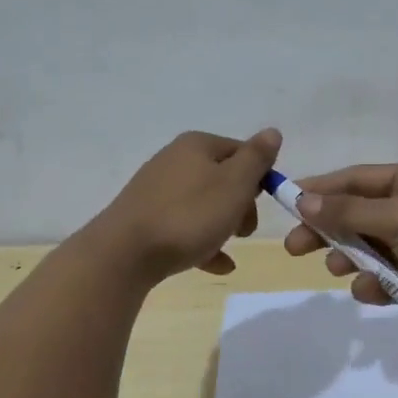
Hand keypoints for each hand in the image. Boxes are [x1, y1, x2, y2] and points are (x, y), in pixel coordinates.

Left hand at [91, 129, 280, 283]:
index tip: (264, 204)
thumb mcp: (234, 184)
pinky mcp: (146, 219)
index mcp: (197, 145)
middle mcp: (174, 160)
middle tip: (244, 230)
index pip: (241, 152)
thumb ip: (256, 158)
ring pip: (204, 205)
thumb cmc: (189, 215)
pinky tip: (218, 265)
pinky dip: (203, 243)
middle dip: (241, 206)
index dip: (259, 177)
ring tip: (229, 250)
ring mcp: (157, 190)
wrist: (124, 253)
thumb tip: (272, 132)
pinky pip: (184, 227)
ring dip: (223, 226)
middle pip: (222, 179)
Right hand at [281, 162, 397, 331]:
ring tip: (339, 270)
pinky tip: (372, 291)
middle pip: (357, 215)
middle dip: (328, 230)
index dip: (320, 189)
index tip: (286, 203)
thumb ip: (348, 211)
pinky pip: (387, 277)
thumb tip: (304, 200)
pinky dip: (375, 284)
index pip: (356, 179)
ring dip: (350, 259)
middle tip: (294, 248)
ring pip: (369, 248)